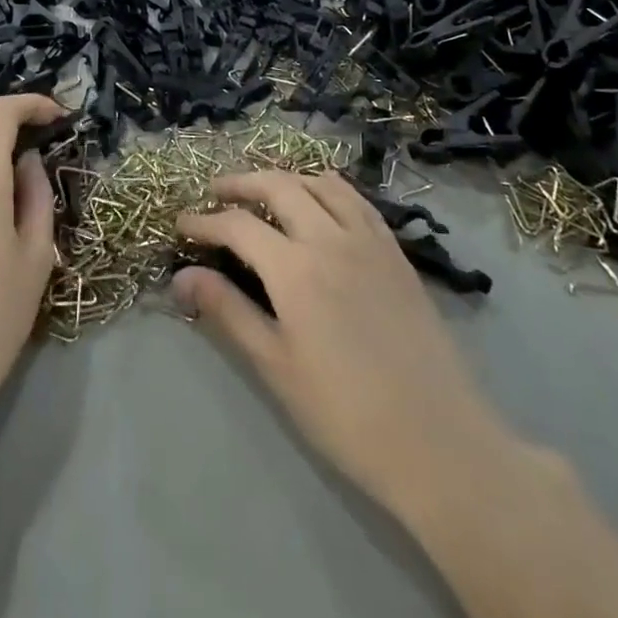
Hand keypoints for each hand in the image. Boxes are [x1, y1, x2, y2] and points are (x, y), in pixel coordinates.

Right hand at [173, 170, 502, 516]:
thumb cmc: (345, 413)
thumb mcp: (275, 366)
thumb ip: (228, 312)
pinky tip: (320, 202)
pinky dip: (327, 187)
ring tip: (264, 191)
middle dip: (241, 183)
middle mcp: (330, 237)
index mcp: (296, 269)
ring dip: (285, 178)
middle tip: (216, 192)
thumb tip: (181, 277)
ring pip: (320, 183)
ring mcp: (368, 239)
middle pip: (278, 186)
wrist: (437, 439)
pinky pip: (356, 199)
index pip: (238, 226)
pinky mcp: (394, 250)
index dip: (205, 221)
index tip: (182, 225)